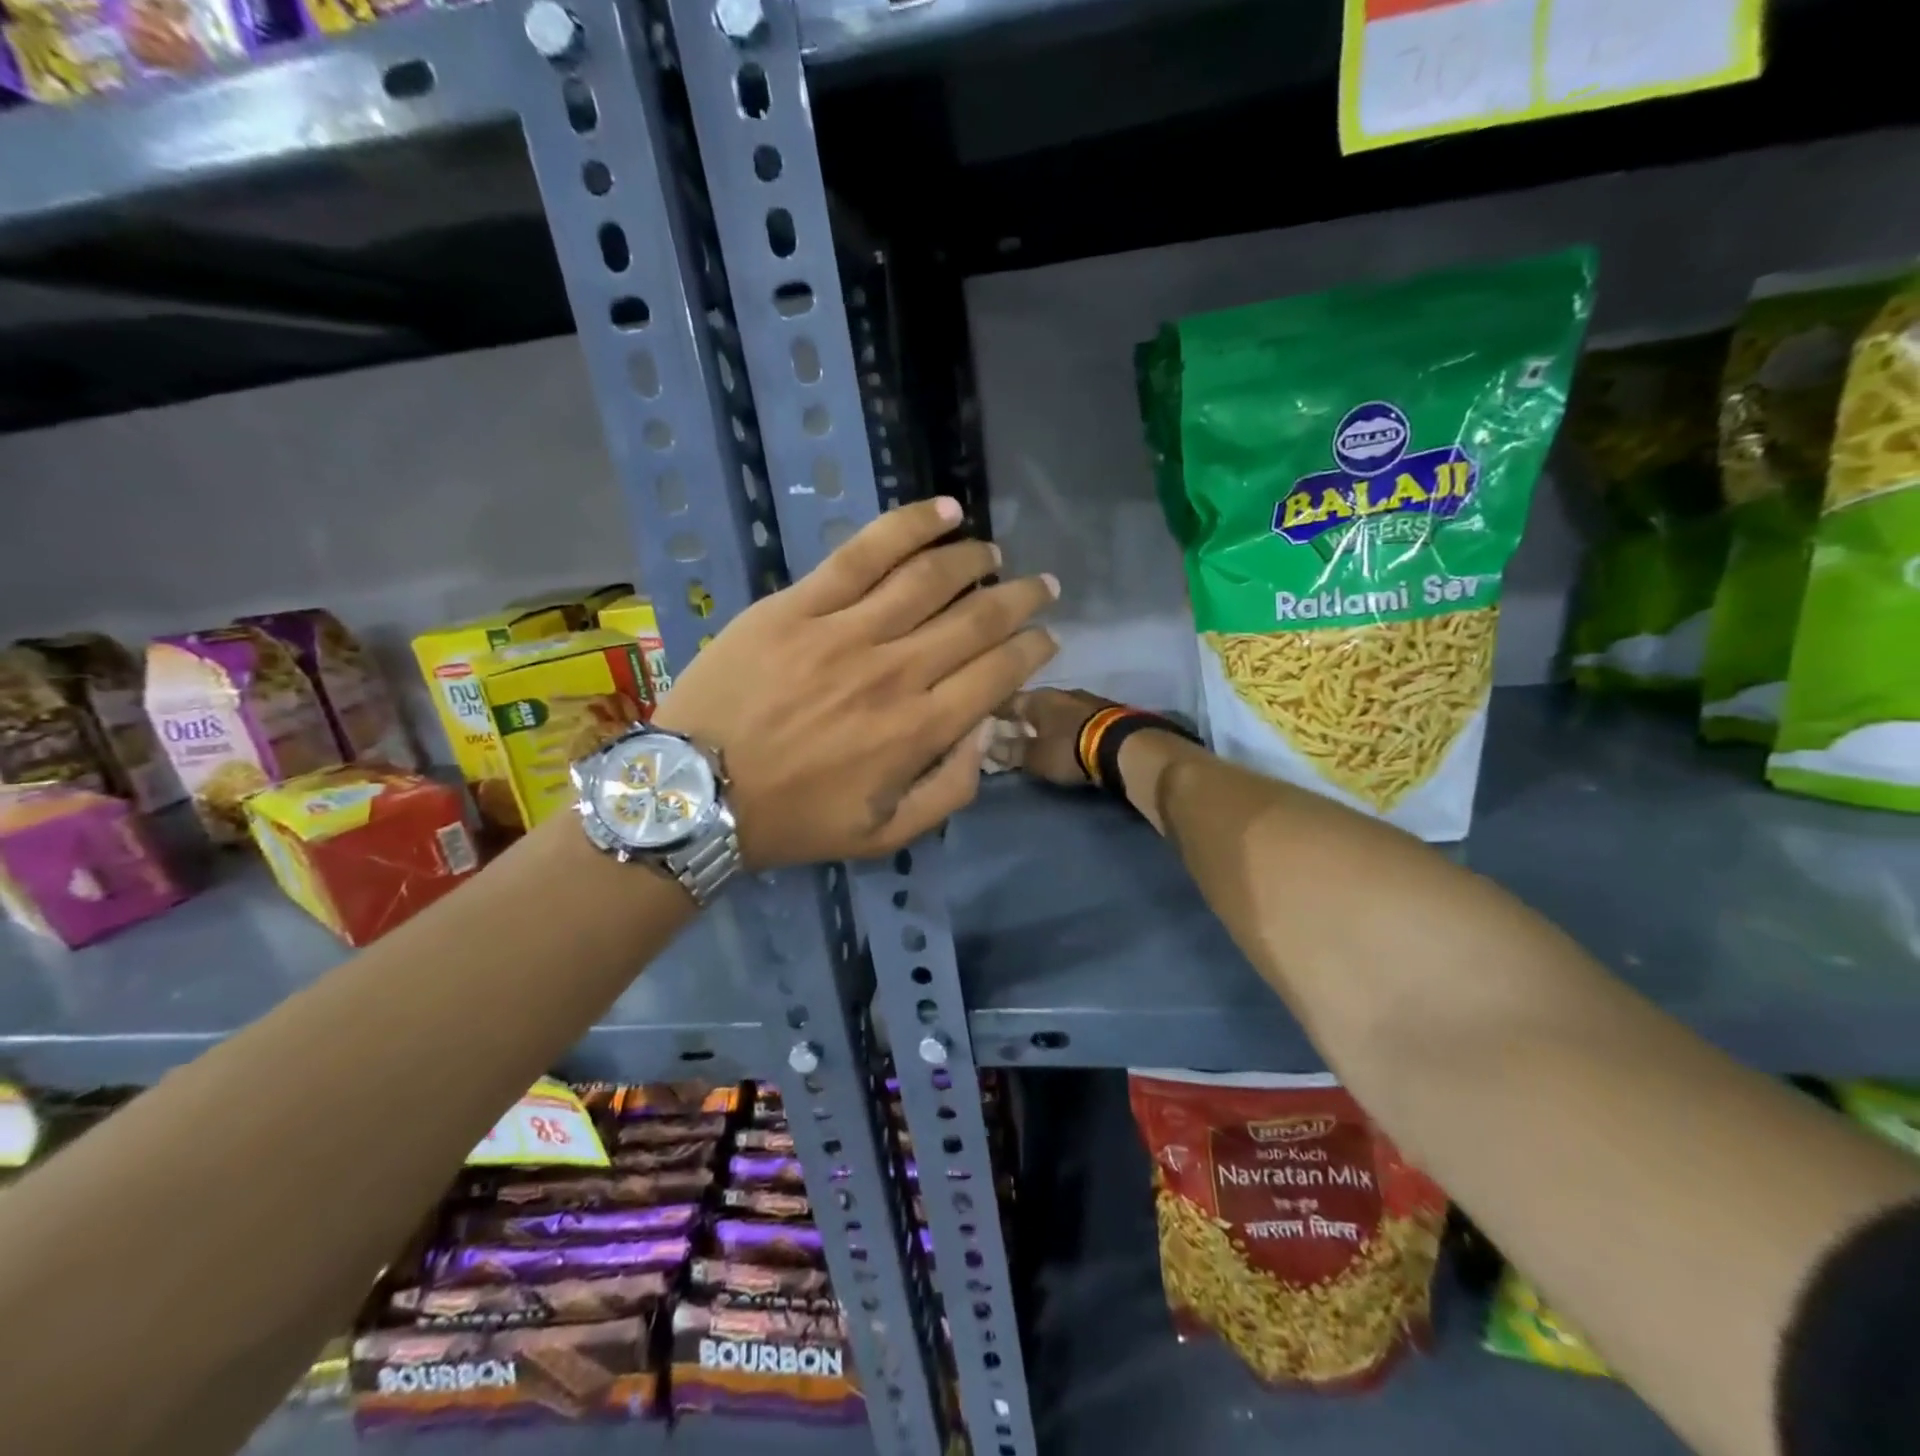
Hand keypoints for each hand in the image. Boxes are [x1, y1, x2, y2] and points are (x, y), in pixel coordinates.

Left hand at [651, 498, 1058, 868]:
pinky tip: (944, 511)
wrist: (698, 792)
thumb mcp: (885, 835)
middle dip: (1021, 599)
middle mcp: (896, 671)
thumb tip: (985, 733)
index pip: (998, 673)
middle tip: (1042, 586)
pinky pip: (864, 552)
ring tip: (993, 552)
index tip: (1047, 636)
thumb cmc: (794, 819)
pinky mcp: (800, 604)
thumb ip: (949, 792)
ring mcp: (846, 631)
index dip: (1033, 649)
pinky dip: (910, 526)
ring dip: (974, 559)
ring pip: (930, 578)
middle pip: (977, 619)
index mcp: (920, 730)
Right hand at [990, 688, 1121, 785]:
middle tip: (1011, 732)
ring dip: (1048, 721)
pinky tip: (1066, 735)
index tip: (983, 720)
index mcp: (1038, 698)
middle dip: (1023, 717)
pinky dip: (1067, 725)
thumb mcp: (1036, 757)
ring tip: (1040, 735)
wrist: (1124, 746)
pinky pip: (1076, 716)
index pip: (1007, 700)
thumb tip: (987, 746)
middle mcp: (1060, 692)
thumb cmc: (1070, 749)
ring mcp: (1086, 699)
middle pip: (1034, 703)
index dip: (994, 711)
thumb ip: (1011, 751)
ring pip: (1057, 708)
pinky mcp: (1106, 712)